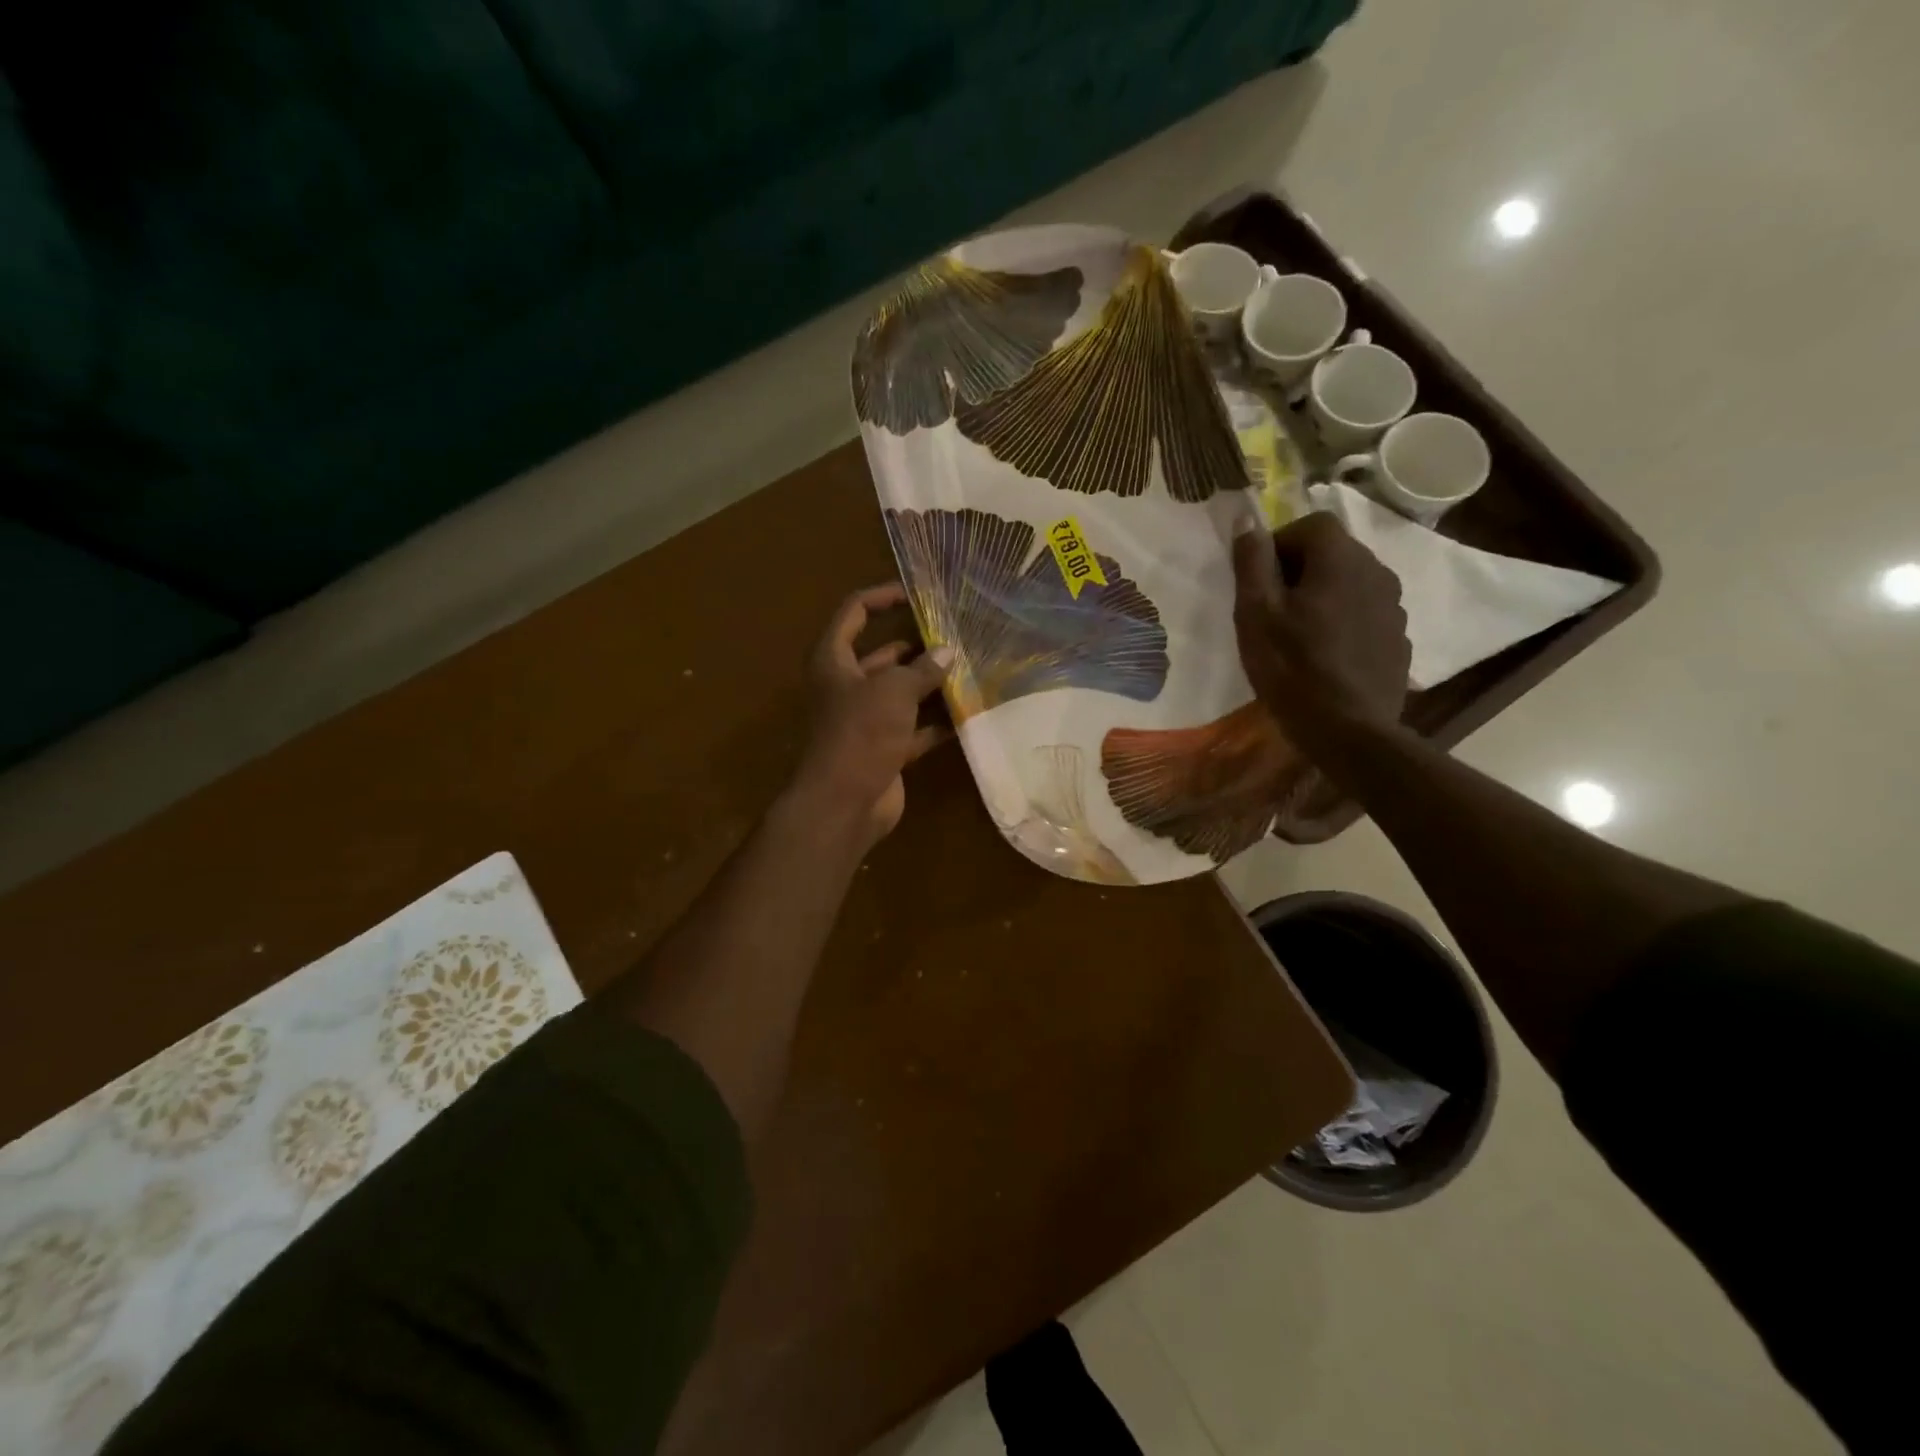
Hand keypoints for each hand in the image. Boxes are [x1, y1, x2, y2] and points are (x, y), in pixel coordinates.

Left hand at [792, 583, 953, 844]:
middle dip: (919, 647)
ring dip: (932, 685)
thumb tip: (948, 652)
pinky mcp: (884, 748)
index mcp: (834, 660)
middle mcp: (847, 685)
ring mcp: (866, 719)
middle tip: (959, 637)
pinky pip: (915, 727)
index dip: (883, 597)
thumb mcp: (893, 691)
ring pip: (903, 693)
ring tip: (972, 670)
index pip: (855, 613)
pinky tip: (969, 712)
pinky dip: (937, 721)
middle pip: (884, 655)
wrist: (844, 803)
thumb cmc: (860, 733)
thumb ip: (922, 669)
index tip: (917, 594)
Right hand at [1232, 513, 1410, 744]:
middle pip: (1334, 552)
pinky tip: (1324, 656)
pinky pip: (1365, 614)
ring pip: (1351, 584)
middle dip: (1300, 570)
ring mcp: (1394, 606)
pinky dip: (1344, 622)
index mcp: (1341, 559)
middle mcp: (1377, 571)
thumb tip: (1247, 518)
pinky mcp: (1398, 638)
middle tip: (1272, 611)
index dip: (1279, 545)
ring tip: (1298, 635)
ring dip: (1324, 596)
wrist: (1349, 730)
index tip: (1259, 582)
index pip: (1311, 524)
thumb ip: (1252, 562)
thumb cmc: (1292, 668)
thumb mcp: (1256, 613)